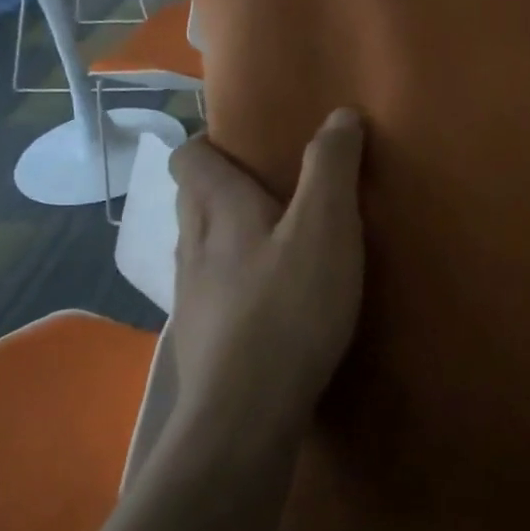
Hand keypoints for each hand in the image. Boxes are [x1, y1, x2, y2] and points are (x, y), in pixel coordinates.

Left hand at [166, 107, 365, 448]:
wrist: (244, 416)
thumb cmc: (288, 309)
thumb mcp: (325, 228)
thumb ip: (331, 167)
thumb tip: (340, 114)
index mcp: (218, 211)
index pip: (189, 159)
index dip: (208, 144)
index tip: (245, 145)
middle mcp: (193, 247)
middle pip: (191, 200)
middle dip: (221, 186)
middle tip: (270, 187)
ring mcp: (191, 298)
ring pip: (199, 247)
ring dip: (227, 235)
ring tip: (273, 242)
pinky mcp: (201, 341)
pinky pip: (210, 292)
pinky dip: (233, 281)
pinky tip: (266, 302)